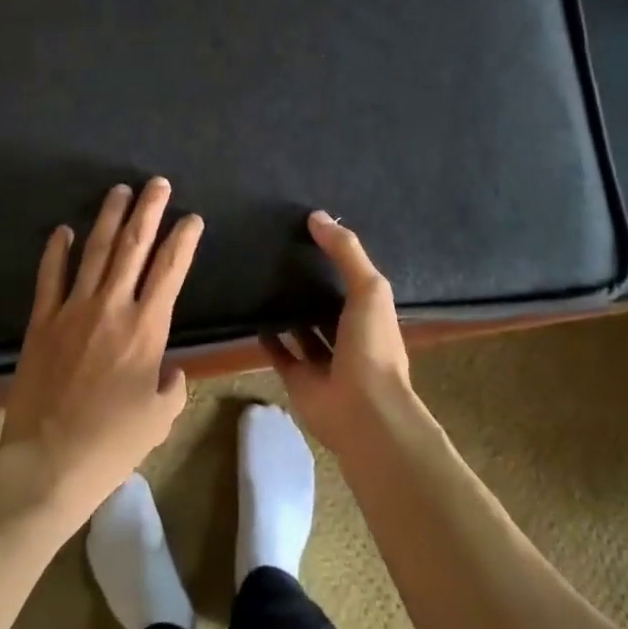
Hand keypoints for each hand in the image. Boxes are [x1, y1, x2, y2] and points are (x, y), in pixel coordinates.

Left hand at [0, 178, 200, 534]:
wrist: (49, 462)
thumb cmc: (112, 444)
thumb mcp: (159, 418)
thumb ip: (172, 386)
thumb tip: (169, 370)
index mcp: (147, 328)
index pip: (171, 270)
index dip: (183, 239)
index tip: (191, 218)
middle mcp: (112, 307)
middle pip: (134, 246)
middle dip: (148, 210)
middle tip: (157, 183)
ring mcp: (73, 310)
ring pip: (95, 251)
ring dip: (109, 218)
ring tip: (119, 190)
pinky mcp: (42, 321)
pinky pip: (50, 277)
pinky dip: (56, 251)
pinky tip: (63, 230)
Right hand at [264, 211, 416, 454]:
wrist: (363, 412)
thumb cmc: (372, 345)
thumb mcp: (368, 288)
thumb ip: (345, 251)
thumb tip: (316, 216)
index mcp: (371, 316)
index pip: (354, 283)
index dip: (338, 262)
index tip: (313, 237)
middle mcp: (350, 338)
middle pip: (328, 307)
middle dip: (312, 288)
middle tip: (281, 256)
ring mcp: (324, 362)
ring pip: (305, 331)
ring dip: (291, 313)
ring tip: (265, 282)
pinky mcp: (299, 380)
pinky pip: (282, 355)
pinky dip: (270, 340)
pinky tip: (255, 318)